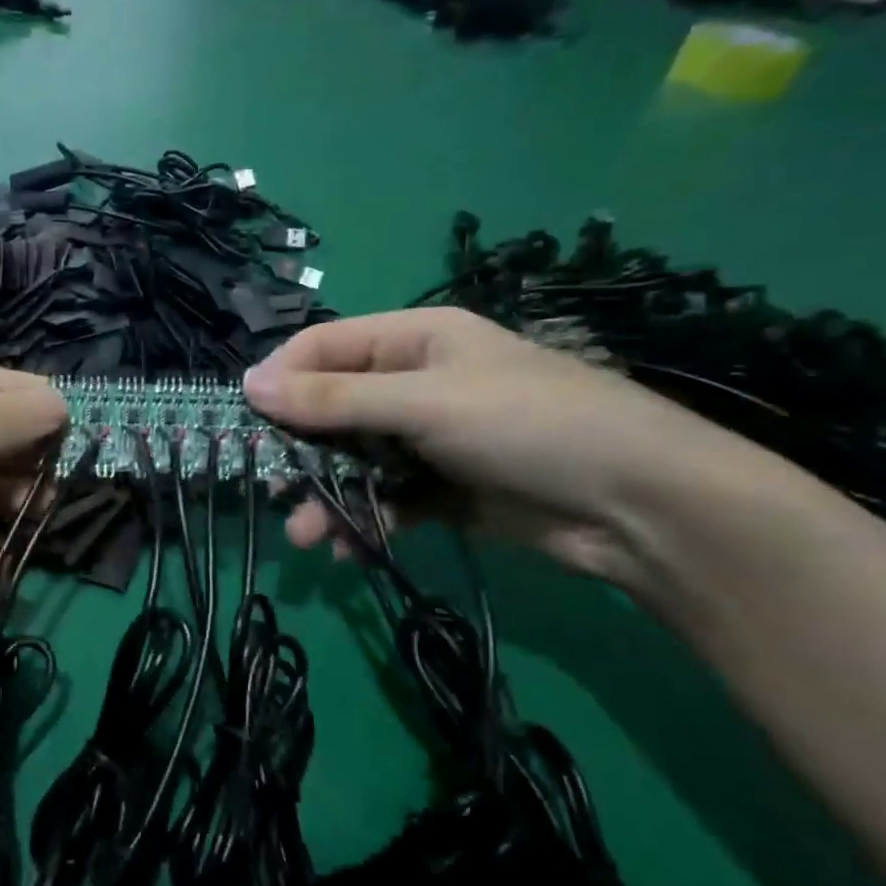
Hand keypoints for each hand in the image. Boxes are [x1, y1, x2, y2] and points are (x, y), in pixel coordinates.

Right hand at [242, 307, 775, 586]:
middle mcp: (416, 382)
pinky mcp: (444, 489)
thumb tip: (249, 383)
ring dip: (326, 494)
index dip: (281, 378)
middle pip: (334, 407)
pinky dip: (364, 519)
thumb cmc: (528, 426)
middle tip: (271, 485)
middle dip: (301, 449)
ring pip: (355, 460)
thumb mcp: (424, 403)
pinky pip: (386, 497)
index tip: (245, 418)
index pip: (324, 346)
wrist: (641, 506)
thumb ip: (334, 398)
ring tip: (305, 534)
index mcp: (414, 339)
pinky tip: (347, 546)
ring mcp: (430, 438)